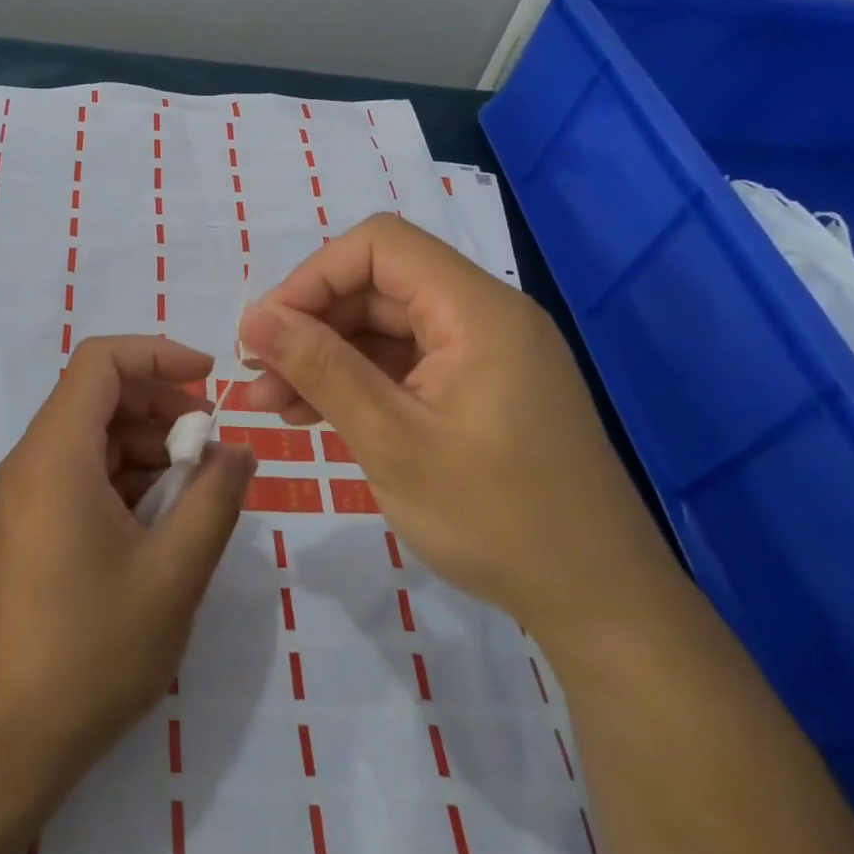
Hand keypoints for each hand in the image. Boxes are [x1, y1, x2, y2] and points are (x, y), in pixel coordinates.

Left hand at [0, 335, 256, 800]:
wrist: (4, 741)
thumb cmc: (90, 650)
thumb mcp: (173, 574)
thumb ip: (214, 500)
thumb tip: (239, 453)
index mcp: (56, 453)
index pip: (101, 361)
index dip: (158, 354)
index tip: (210, 380)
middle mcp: (33, 460)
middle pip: (99, 396)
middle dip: (162, 407)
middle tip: (211, 449)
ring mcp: (26, 494)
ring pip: (94, 437)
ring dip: (148, 449)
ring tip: (196, 494)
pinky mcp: (30, 525)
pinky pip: (82, 474)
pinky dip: (126, 480)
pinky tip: (162, 524)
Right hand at [237, 213, 680, 647]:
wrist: (600, 606)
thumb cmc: (496, 519)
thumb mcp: (391, 440)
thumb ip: (320, 367)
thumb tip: (253, 318)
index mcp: (476, 309)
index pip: (380, 246)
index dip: (314, 276)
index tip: (268, 329)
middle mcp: (483, 315)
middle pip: (378, 286)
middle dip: (311, 325)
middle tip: (259, 376)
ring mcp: (484, 353)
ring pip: (384, 328)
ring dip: (326, 357)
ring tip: (273, 404)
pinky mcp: (480, 388)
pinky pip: (405, 364)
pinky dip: (358, 382)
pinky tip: (314, 415)